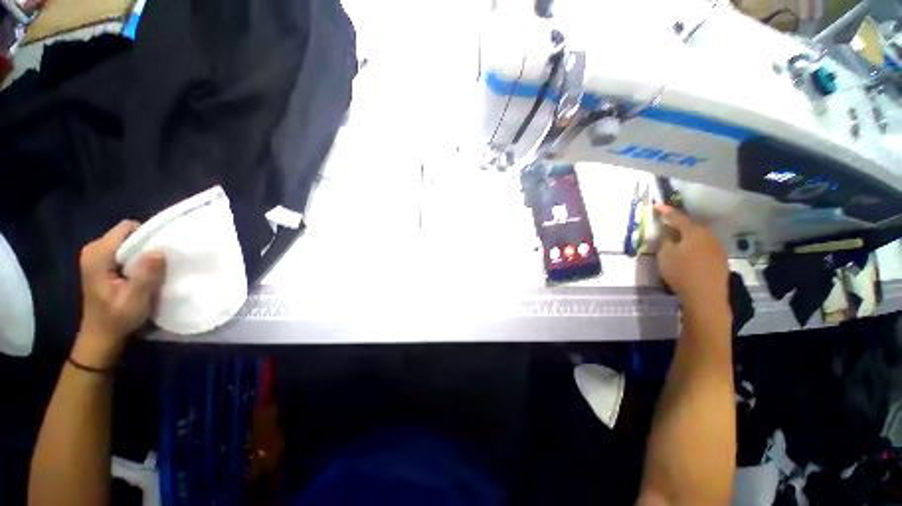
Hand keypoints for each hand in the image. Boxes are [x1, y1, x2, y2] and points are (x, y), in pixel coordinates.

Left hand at [73, 220, 165, 368]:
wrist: (101, 336)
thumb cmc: (117, 318)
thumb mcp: (134, 299)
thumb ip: (145, 275)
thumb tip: (158, 251)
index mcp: (98, 254)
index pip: (127, 229)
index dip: (147, 236)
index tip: (163, 251)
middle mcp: (93, 249)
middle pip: (127, 234)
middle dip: (146, 245)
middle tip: (160, 263)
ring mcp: (96, 256)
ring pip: (127, 242)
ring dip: (142, 253)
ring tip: (153, 269)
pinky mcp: (101, 262)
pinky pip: (124, 250)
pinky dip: (137, 258)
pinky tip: (142, 273)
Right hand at [655, 204, 728, 310]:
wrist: (706, 296)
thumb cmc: (681, 271)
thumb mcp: (665, 254)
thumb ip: (666, 241)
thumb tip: (669, 234)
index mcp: (694, 231)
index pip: (677, 217)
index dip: (666, 211)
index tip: (657, 205)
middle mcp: (708, 236)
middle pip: (691, 226)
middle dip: (679, 224)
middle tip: (667, 223)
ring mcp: (717, 248)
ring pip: (700, 237)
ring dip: (688, 236)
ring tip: (677, 239)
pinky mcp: (720, 260)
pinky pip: (705, 247)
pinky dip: (695, 246)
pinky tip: (689, 253)